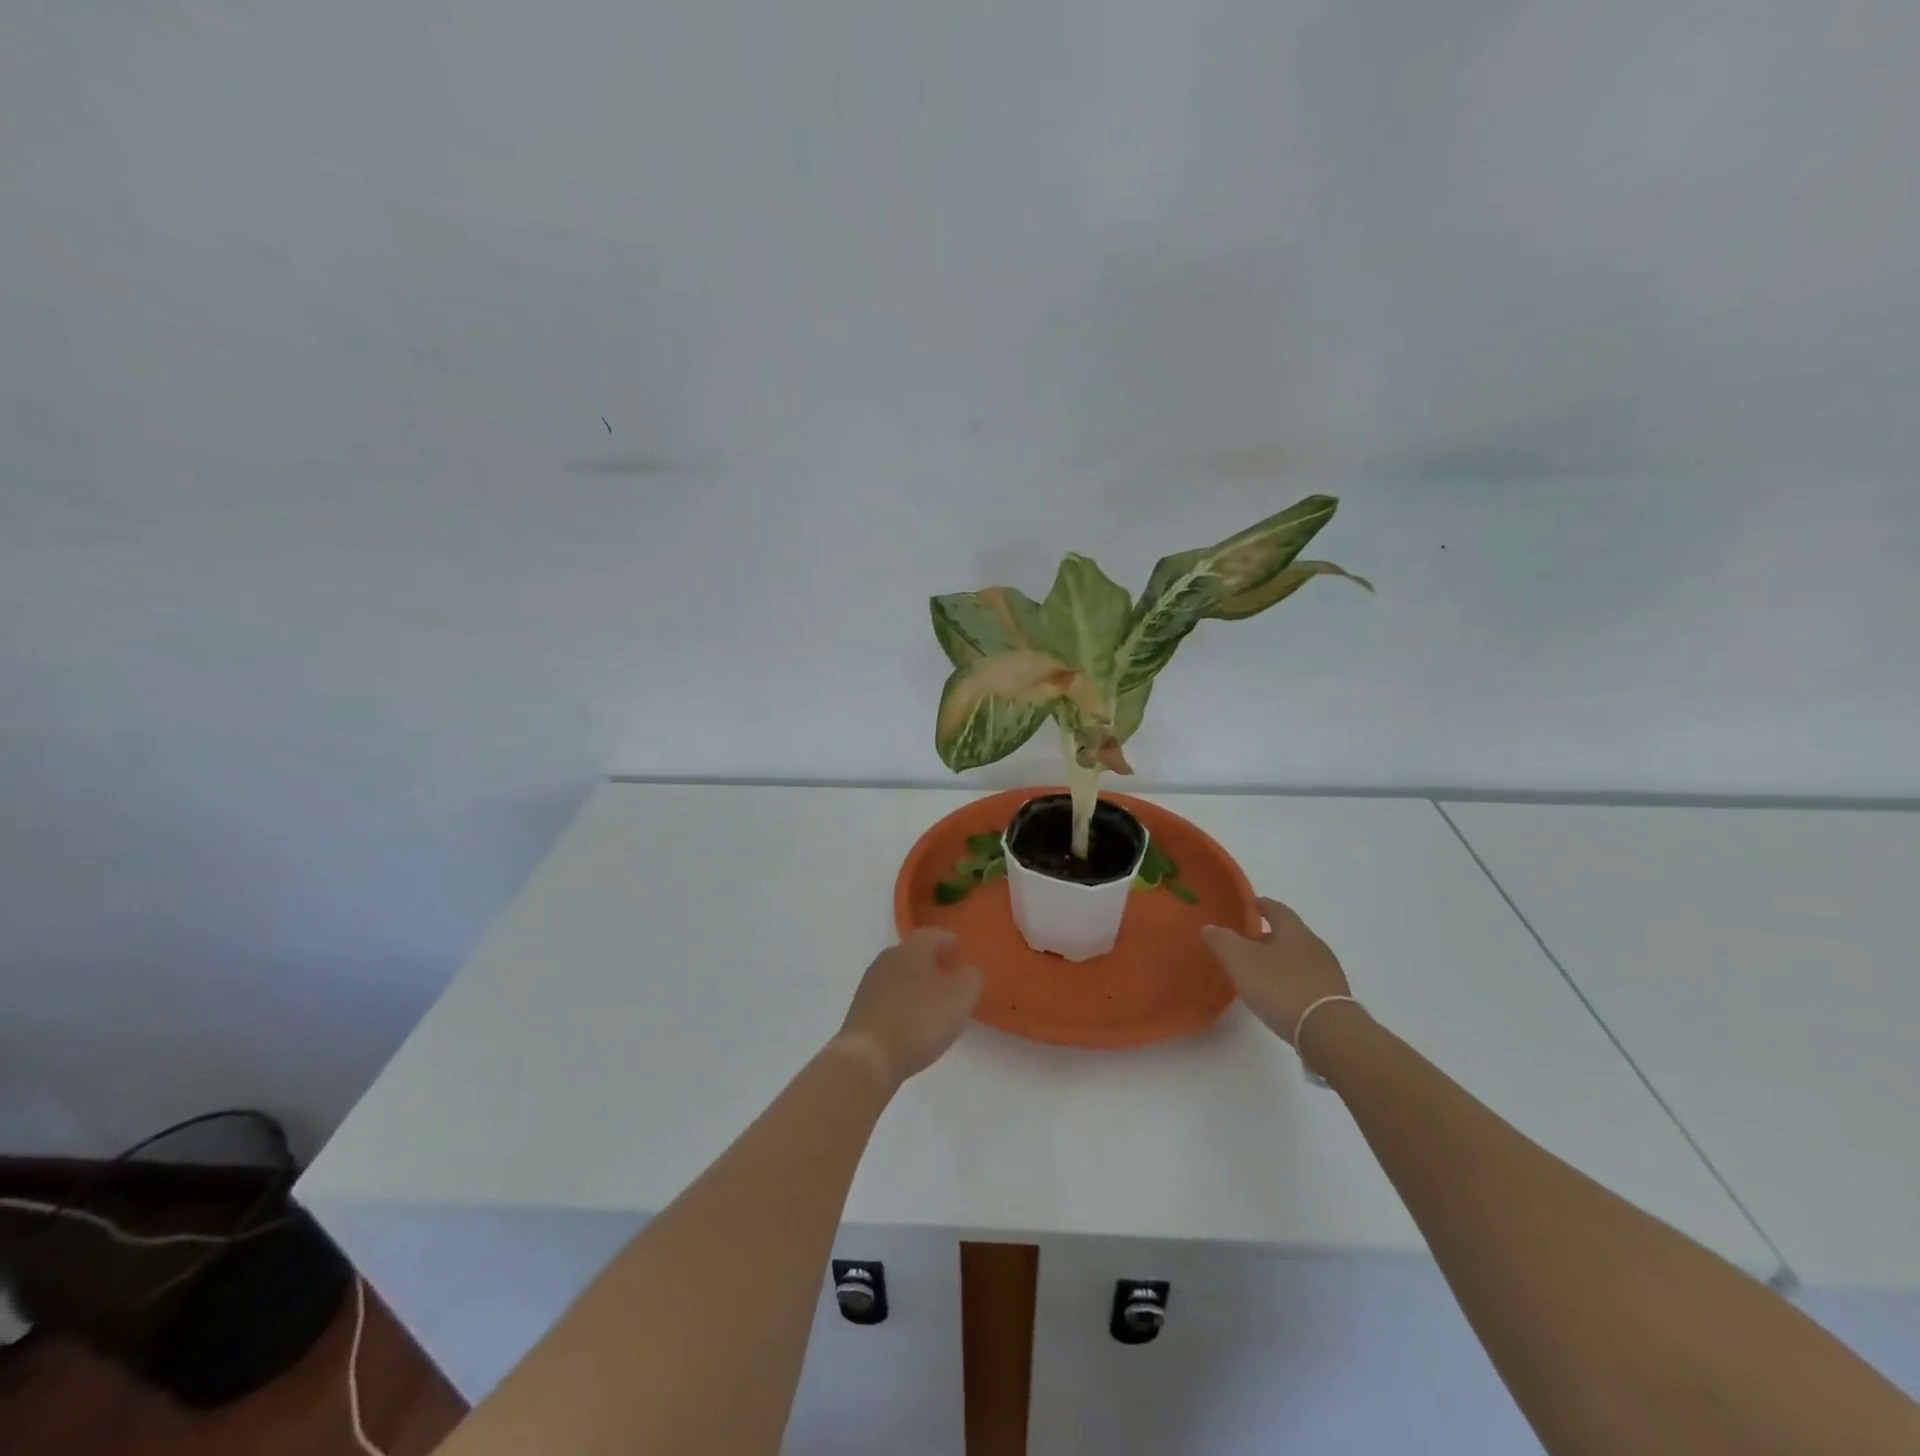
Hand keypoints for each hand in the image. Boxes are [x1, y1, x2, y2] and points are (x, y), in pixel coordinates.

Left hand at [832, 929, 983, 1090]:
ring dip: (917, 983)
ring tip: (934, 1001)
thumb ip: (971, 979)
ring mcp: (869, 985)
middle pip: (912, 953)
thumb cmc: (918, 1021)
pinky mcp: (860, 1010)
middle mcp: (886, 960)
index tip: (960, 950)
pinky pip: (888, 997)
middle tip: (950, 975)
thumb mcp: (960, 998)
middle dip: (932, 961)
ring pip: (899, 975)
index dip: (948, 940)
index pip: (931, 934)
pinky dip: (903, 1002)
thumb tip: (968, 971)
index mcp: (910, 950)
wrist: (867, 1058)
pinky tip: (913, 1021)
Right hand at [1201, 896, 1351, 1045]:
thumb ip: (1222, 941)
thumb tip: (1210, 927)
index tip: (1248, 907)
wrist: (1328, 1031)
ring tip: (1260, 973)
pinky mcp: (1334, 997)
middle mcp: (1314, 944)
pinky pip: (1308, 979)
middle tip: (1246, 945)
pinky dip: (1292, 980)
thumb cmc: (1280, 987)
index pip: (1276, 908)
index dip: (1260, 905)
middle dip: (1268, 935)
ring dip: (1280, 959)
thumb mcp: (1240, 960)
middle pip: (1288, 933)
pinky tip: (1280, 995)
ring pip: (1299, 956)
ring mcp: (1328, 971)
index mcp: (1293, 929)